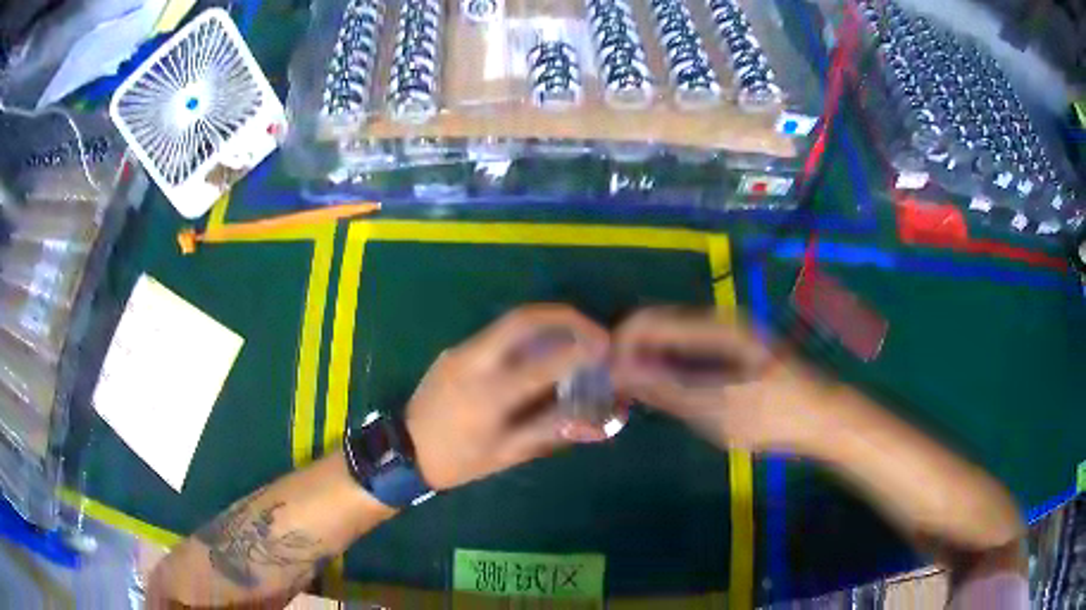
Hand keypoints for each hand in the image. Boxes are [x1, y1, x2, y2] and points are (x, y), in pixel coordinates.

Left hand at [406, 305, 609, 490]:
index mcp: (489, 394)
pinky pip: (496, 334)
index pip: (545, 362)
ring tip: (575, 336)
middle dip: (566, 316)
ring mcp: (461, 351)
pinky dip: (526, 335)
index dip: (581, 351)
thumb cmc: (457, 460)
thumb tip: (592, 419)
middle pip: (524, 319)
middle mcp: (474, 361)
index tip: (607, 349)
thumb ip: (549, 432)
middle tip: (594, 329)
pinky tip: (540, 351)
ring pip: (509, 321)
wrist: (403, 450)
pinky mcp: (454, 350)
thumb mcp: (506, 455)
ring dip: (547, 322)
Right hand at [611, 308, 822, 450]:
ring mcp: (725, 335)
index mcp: (715, 327)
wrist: (820, 417)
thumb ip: (667, 389)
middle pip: (657, 326)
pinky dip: (667, 369)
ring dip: (647, 362)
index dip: (619, 346)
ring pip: (670, 340)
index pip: (648, 322)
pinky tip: (662, 393)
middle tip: (613, 388)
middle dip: (630, 354)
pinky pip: (686, 352)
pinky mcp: (730, 351)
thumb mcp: (717, 408)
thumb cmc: (773, 415)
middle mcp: (717, 322)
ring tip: (631, 394)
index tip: (602, 378)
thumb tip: (620, 372)